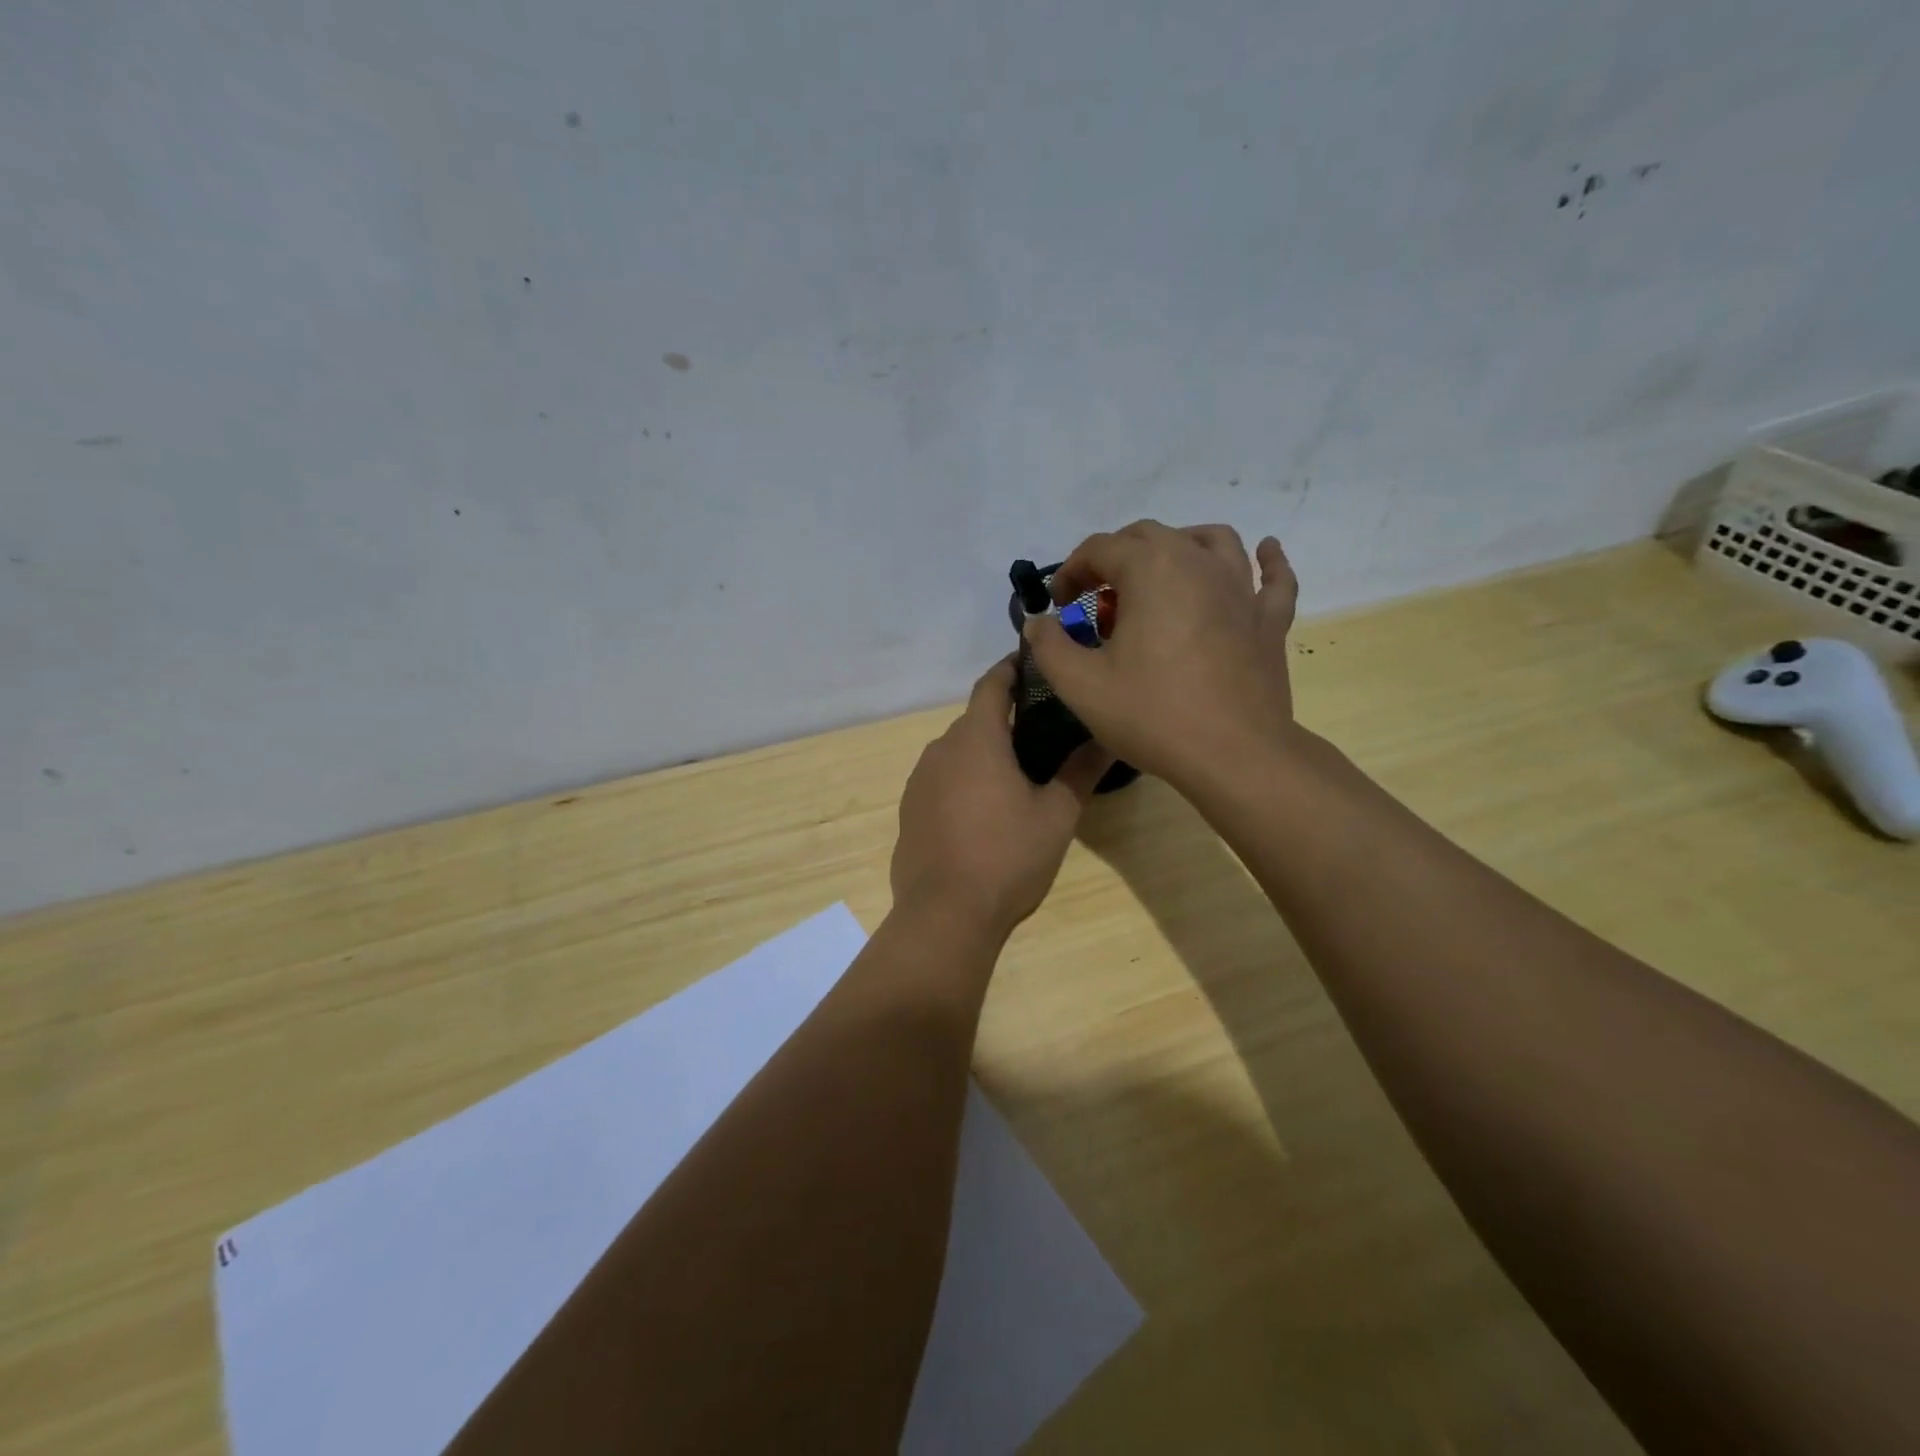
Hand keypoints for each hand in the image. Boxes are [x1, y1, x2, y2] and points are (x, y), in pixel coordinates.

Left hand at [890, 657, 1108, 939]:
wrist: (945, 915)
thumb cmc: (1007, 857)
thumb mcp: (1056, 815)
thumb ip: (1081, 770)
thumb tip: (1108, 737)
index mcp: (975, 739)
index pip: (992, 684)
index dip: (1012, 668)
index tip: (1034, 663)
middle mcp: (940, 749)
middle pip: (975, 720)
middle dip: (1005, 719)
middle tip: (1043, 732)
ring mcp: (918, 781)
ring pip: (956, 752)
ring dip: (983, 753)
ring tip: (1018, 773)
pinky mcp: (909, 810)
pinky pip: (940, 781)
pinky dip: (963, 781)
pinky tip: (984, 811)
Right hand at [1022, 521, 1298, 787]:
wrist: (1234, 755)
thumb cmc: (1153, 715)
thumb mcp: (1080, 685)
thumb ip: (1050, 646)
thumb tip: (1038, 623)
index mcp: (1151, 570)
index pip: (1099, 549)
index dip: (1070, 571)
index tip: (1058, 606)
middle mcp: (1198, 563)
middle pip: (1149, 536)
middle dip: (1114, 558)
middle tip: (1097, 598)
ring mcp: (1241, 589)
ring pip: (1211, 541)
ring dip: (1179, 546)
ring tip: (1161, 573)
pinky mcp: (1269, 619)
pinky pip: (1273, 578)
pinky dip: (1267, 560)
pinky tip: (1264, 552)